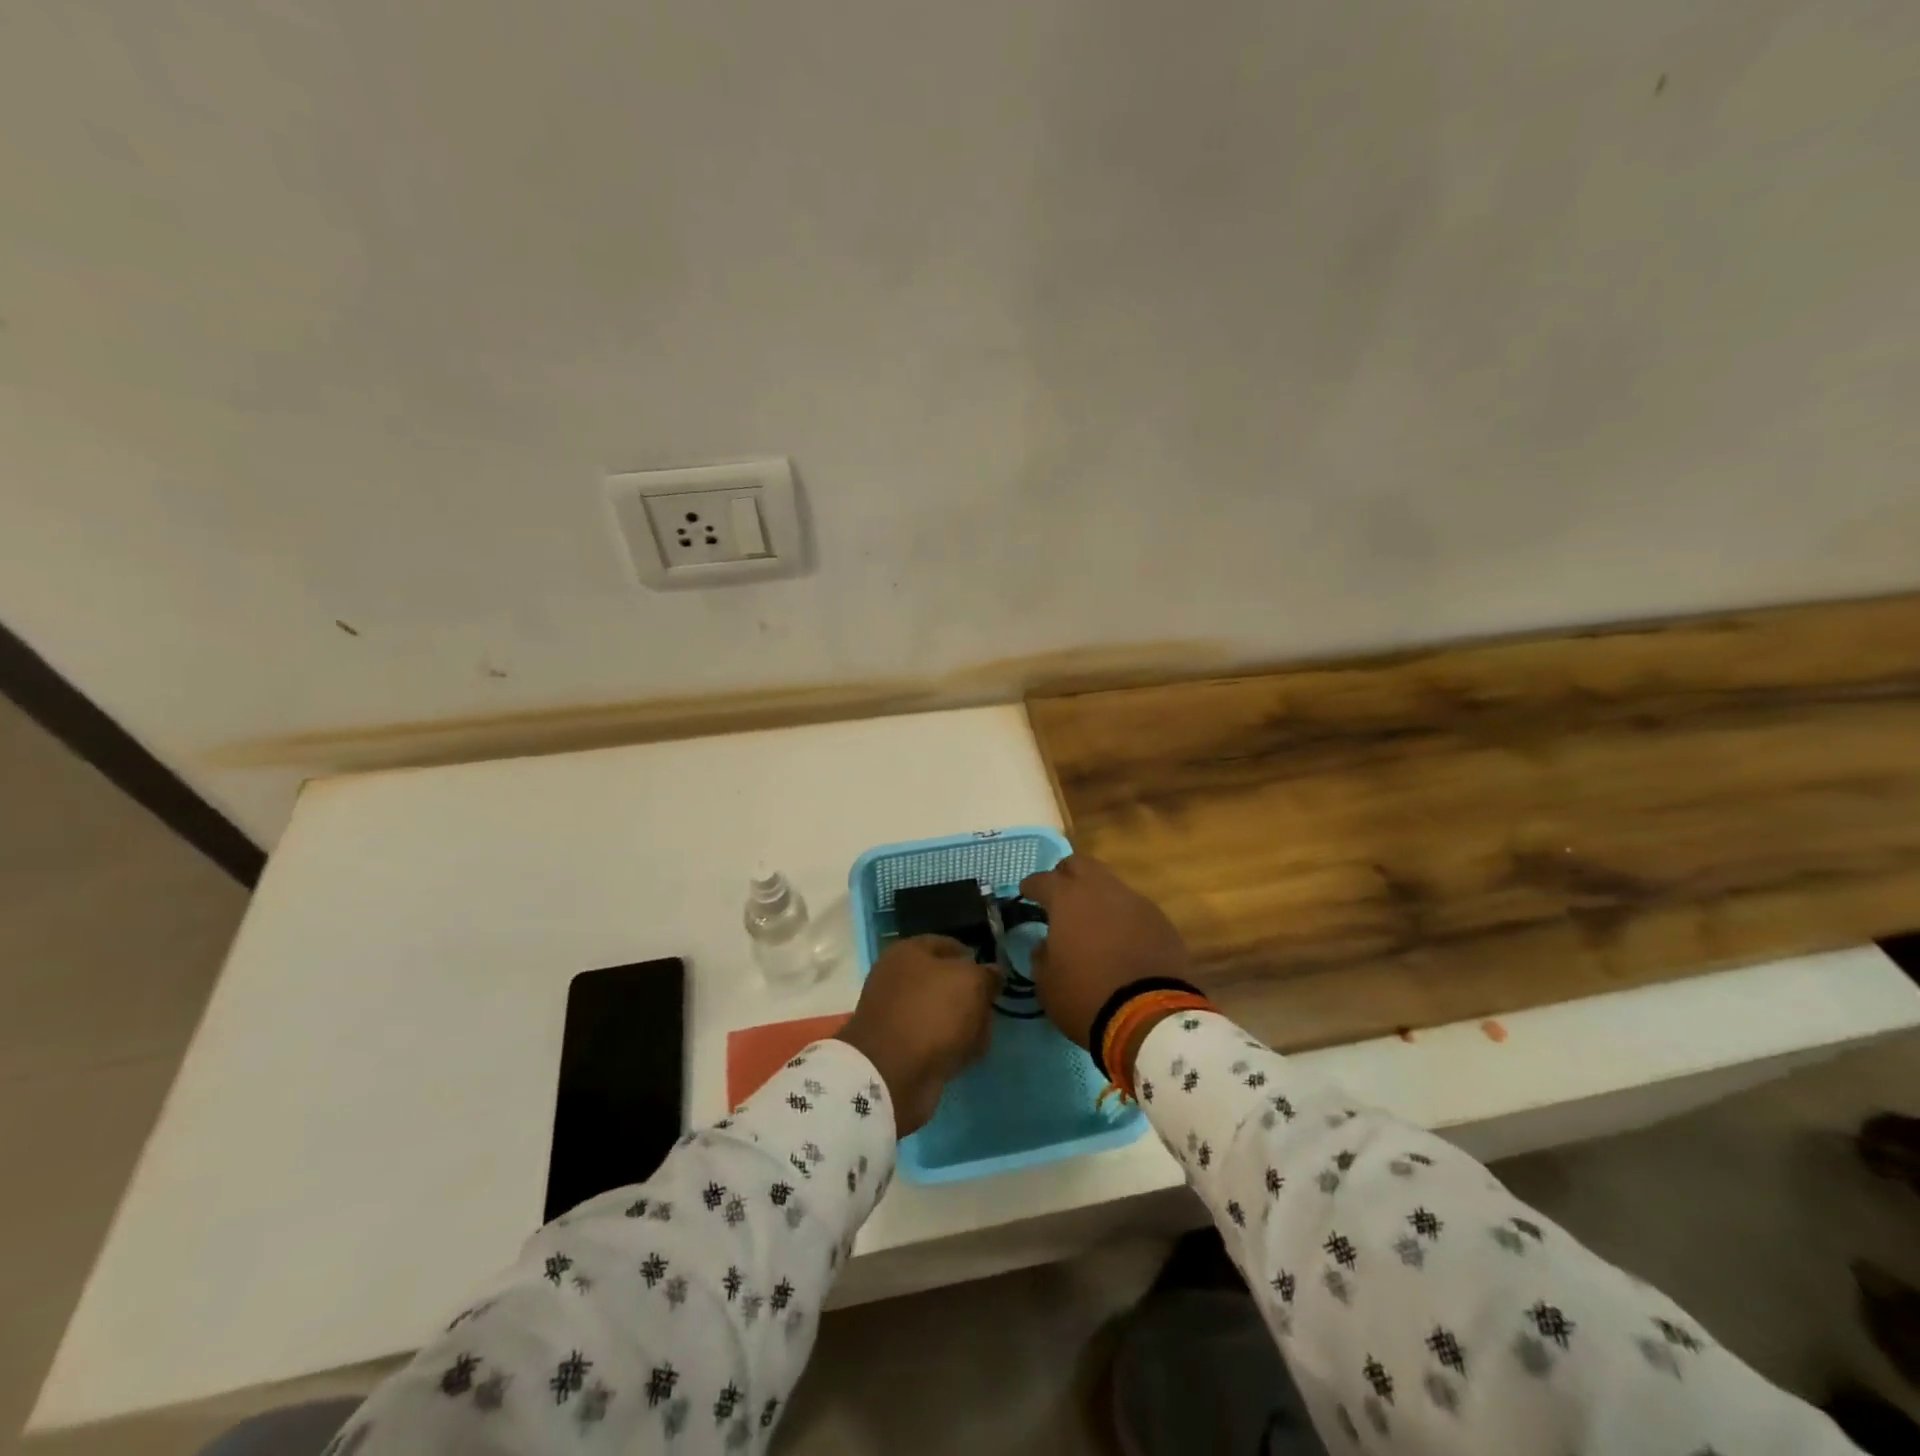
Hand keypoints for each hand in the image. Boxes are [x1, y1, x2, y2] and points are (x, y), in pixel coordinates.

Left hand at [835, 936, 998, 1135]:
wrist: (891, 1073)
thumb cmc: (932, 1013)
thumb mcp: (971, 983)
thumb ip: (987, 974)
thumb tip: (992, 974)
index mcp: (908, 951)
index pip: (949, 945)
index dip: (974, 959)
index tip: (993, 978)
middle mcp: (897, 978)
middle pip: (946, 981)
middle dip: (972, 997)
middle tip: (989, 1011)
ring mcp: (896, 1013)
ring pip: (942, 1012)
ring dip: (964, 1025)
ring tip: (981, 1038)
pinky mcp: (898, 1046)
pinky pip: (933, 1039)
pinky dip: (950, 1046)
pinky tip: (966, 1056)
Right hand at [1019, 854, 1191, 1049]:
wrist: (1150, 1017)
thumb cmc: (1086, 997)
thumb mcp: (1047, 984)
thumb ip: (1042, 956)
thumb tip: (1046, 945)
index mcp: (1067, 900)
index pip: (1043, 880)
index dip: (1031, 886)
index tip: (1026, 893)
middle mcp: (1102, 890)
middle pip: (1080, 864)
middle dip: (1066, 875)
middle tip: (1060, 896)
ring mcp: (1135, 902)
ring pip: (1110, 885)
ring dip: (1097, 897)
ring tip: (1093, 922)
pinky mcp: (1161, 920)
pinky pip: (1134, 909)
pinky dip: (1122, 917)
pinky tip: (1120, 940)